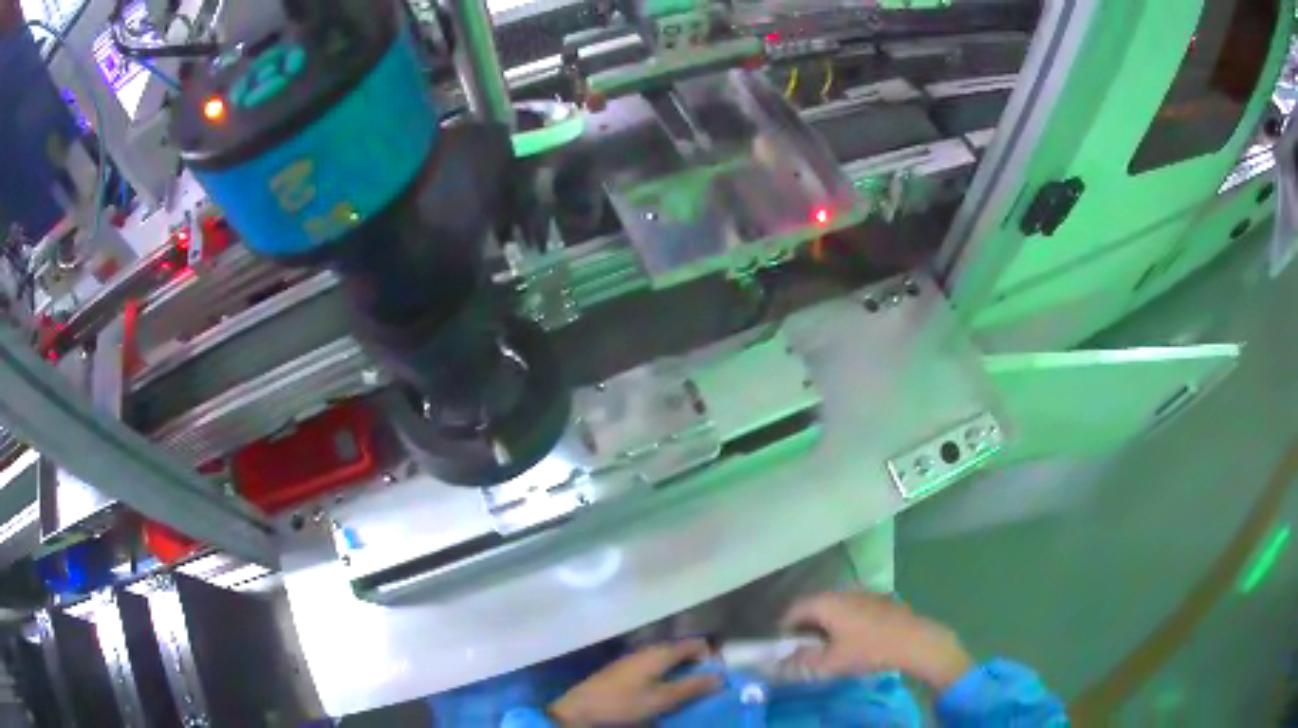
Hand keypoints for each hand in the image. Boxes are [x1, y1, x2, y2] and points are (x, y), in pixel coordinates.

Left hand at [549, 639, 721, 726]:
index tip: (721, 669)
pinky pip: (651, 667)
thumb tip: (720, 677)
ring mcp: (630, 661)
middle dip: (695, 662)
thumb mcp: (661, 699)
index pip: (691, 644)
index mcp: (657, 653)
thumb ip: (691, 687)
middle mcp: (645, 651)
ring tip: (690, 687)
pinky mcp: (621, 672)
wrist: (578, 711)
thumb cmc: (622, 703)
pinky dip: (664, 675)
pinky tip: (664, 690)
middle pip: (677, 650)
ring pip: (663, 659)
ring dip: (679, 670)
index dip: (709, 653)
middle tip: (708, 681)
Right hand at [782, 592, 973, 691]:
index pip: (794, 609)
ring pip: (833, 605)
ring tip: (826, 644)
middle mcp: (841, 592)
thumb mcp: (831, 662)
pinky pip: (850, 607)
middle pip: (813, 605)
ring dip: (824, 622)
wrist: (915, 640)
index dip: (783, 628)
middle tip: (802, 647)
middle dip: (804, 625)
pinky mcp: (878, 599)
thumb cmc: (869, 649)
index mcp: (826, 603)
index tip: (782, 646)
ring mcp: (862, 593)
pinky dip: (842, 620)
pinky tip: (851, 637)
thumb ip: (804, 661)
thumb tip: (784, 660)